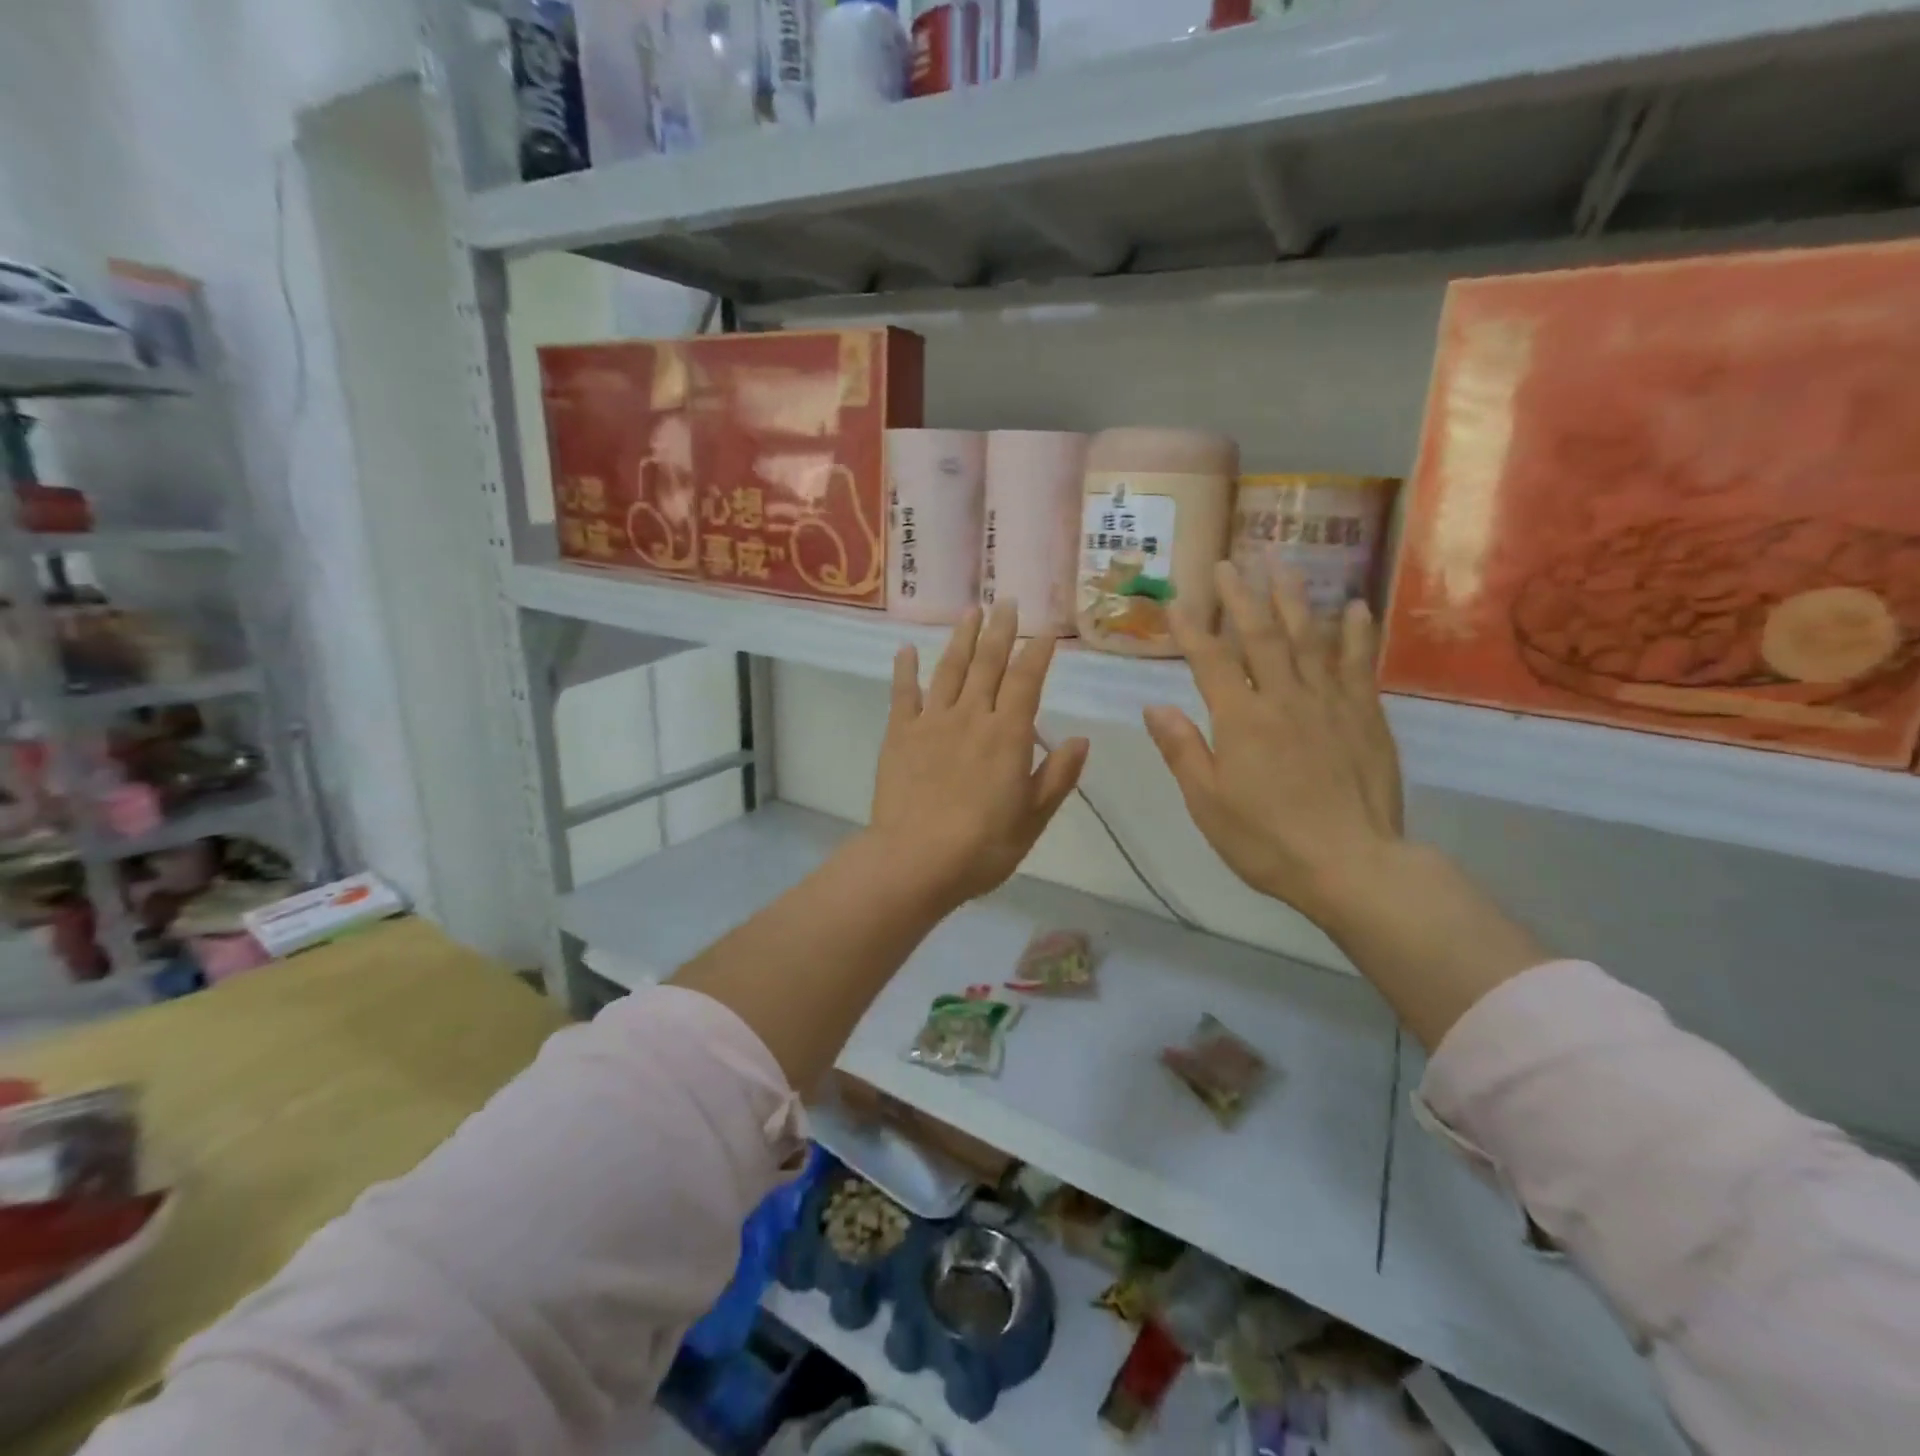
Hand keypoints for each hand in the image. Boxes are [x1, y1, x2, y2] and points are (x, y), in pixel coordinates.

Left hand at [868, 603, 1089, 910]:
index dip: (1037, 653)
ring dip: (961, 638)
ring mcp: (932, 722)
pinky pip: (903, 694)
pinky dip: (904, 670)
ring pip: (950, 669)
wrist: (915, 860)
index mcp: (1008, 735)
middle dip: (1000, 631)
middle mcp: (972, 716)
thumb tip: (1081, 739)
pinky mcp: (899, 734)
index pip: (1027, 681)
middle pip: (988, 664)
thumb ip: (1058, 776)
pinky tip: (905, 649)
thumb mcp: (1033, 818)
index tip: (1045, 631)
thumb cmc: (983, 846)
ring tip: (970, 611)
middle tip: (1007, 602)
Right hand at [1143, 563, 1403, 929]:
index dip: (1192, 629)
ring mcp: (1329, 702)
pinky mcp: (1365, 715)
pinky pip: (1358, 662)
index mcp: (1240, 720)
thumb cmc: (1267, 840)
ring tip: (1282, 563)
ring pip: (1309, 637)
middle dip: (1241, 597)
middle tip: (1229, 563)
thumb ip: (1182, 750)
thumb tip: (1154, 706)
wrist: (1352, 865)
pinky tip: (1354, 606)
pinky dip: (1356, 631)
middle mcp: (1284, 698)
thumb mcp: (1207, 803)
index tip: (1178, 601)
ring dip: (1294, 597)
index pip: (1210, 662)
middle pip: (1260, 636)